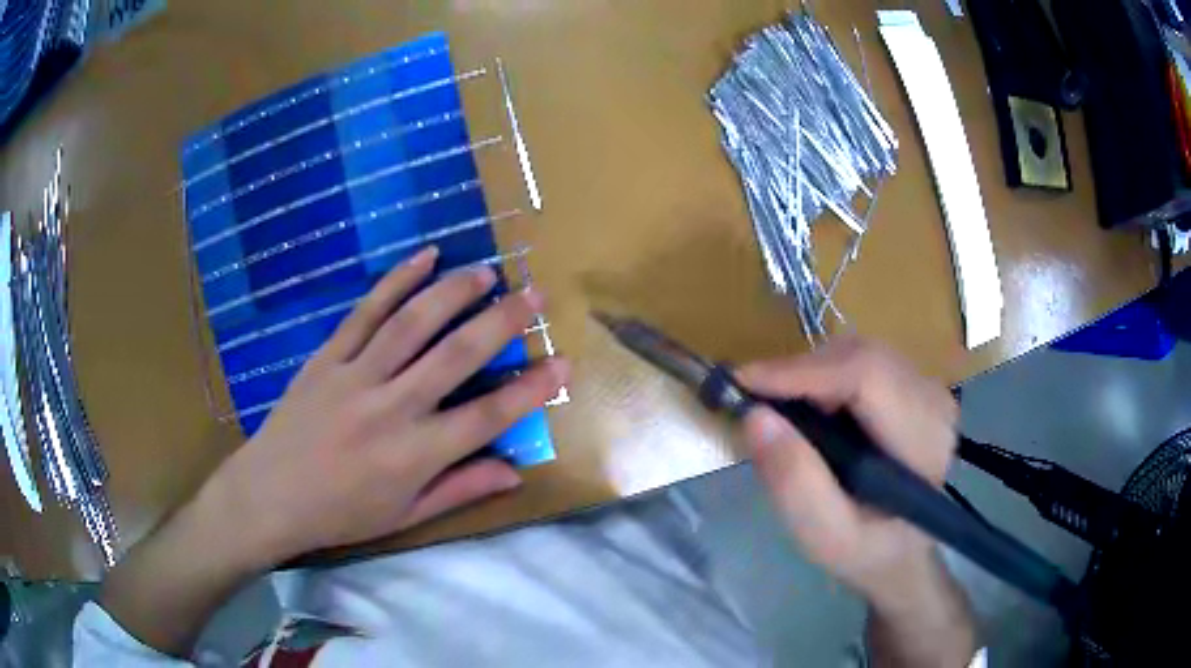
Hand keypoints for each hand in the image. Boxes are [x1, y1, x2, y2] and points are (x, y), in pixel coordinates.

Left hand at [100, 246, 566, 654]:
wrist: (270, 495)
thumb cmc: (340, 514)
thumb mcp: (405, 516)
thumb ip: (460, 489)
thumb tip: (514, 471)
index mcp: (414, 456)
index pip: (486, 417)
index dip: (530, 391)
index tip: (563, 364)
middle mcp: (390, 409)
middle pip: (455, 356)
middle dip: (501, 322)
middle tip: (532, 295)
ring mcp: (355, 376)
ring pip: (412, 322)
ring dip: (453, 291)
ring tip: (485, 271)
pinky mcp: (327, 356)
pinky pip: (366, 311)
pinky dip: (396, 281)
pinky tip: (424, 257)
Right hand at [737, 339, 975, 665]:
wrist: (904, 549)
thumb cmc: (867, 551)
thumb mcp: (827, 538)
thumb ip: (795, 484)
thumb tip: (755, 417)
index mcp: (924, 441)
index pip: (867, 376)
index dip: (803, 371)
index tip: (743, 383)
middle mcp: (933, 401)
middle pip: (860, 357)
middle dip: (800, 372)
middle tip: (754, 400)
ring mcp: (927, 387)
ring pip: (858, 353)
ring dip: (810, 374)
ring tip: (779, 409)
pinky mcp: (913, 384)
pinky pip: (861, 361)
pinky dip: (824, 376)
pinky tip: (810, 409)